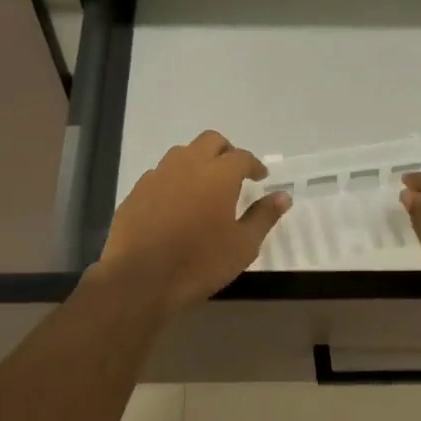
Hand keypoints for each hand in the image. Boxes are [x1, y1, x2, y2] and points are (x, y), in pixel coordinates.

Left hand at [96, 131, 290, 316]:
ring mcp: (158, 175)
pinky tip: (177, 202)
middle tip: (234, 173)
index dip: (254, 165)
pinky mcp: (137, 191)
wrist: (139, 279)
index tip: (260, 177)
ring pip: (182, 153)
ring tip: (205, 185)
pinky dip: (174, 179)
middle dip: (226, 152)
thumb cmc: (199, 263)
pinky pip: (160, 174)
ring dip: (198, 161)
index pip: (242, 157)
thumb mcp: (243, 246)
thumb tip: (283, 196)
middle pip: (210, 141)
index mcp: (218, 174)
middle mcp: (188, 165)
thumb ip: (263, 217)